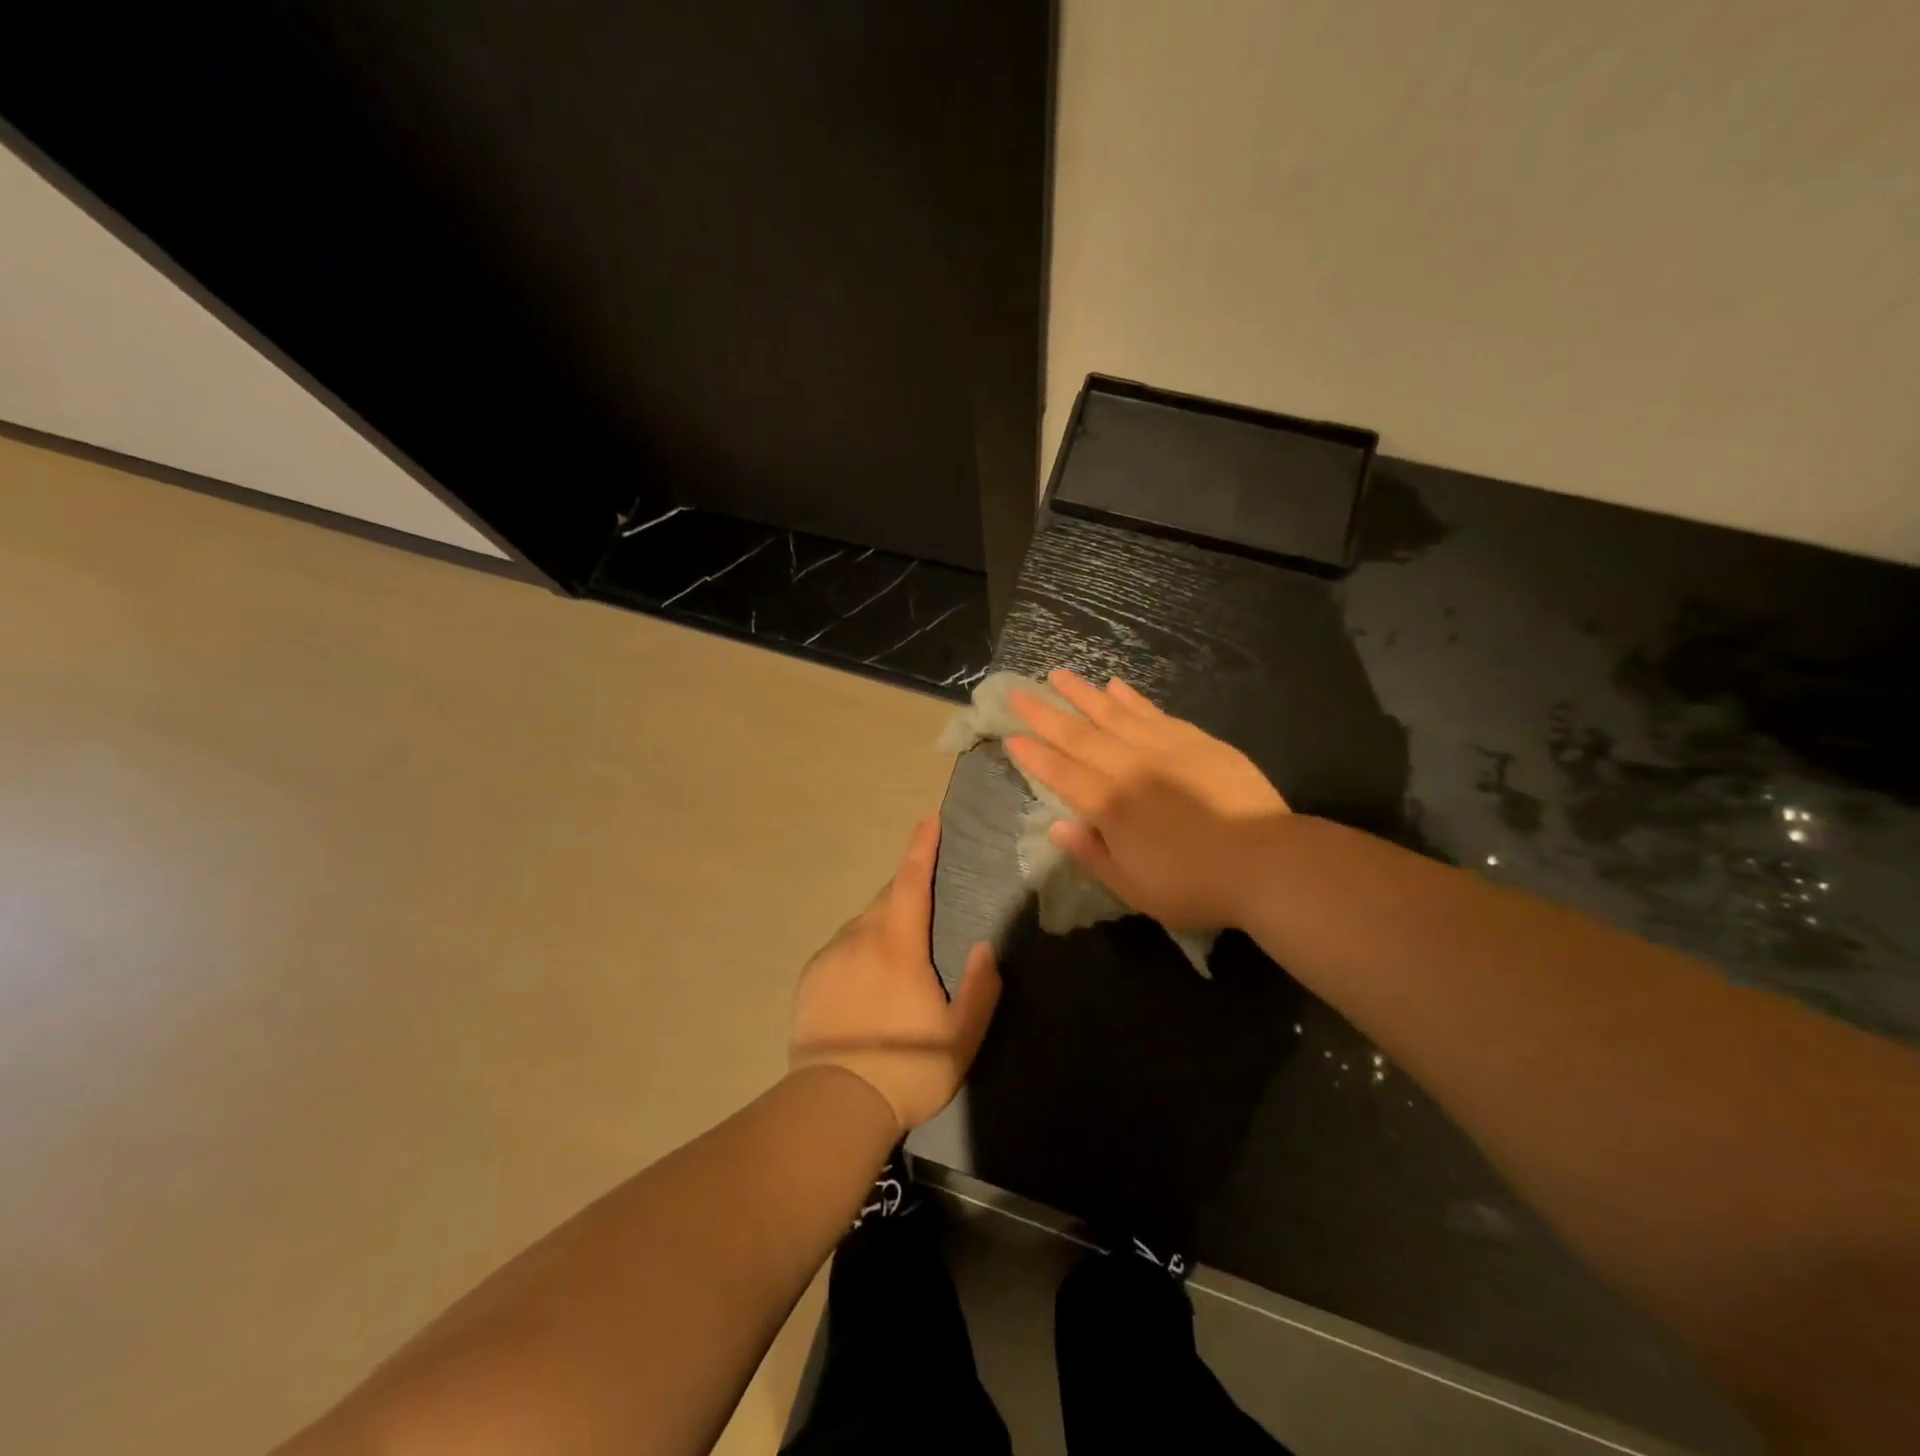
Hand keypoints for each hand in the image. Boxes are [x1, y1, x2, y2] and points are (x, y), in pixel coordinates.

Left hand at [789, 815, 1000, 1132]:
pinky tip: (866, 980)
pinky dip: (859, 948)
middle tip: (926, 900)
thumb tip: (984, 948)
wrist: (833, 1106)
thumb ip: (979, 988)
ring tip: (898, 953)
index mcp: (898, 945)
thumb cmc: (906, 1071)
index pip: (911, 881)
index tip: (929, 819)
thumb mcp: (961, 1038)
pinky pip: (841, 947)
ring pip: (862, 923)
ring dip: (883, 923)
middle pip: (886, 898)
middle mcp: (860, 938)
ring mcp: (830, 957)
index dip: (921, 847)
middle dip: (907, 887)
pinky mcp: (810, 979)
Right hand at [1006, 671, 1288, 930]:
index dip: (1034, 755)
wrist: (1267, 862)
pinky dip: (1131, 698)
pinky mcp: (1196, 741)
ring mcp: (1164, 748)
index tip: (1010, 735)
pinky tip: (1115, 686)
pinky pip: (1154, 712)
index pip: (1061, 773)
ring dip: (1082, 694)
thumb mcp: (1134, 887)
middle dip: (1044, 713)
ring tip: (1058, 674)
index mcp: (1111, 805)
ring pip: (1114, 713)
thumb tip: (1056, 827)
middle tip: (1017, 691)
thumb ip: (1092, 854)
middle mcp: (1130, 768)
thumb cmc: (1195, 885)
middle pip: (1079, 735)